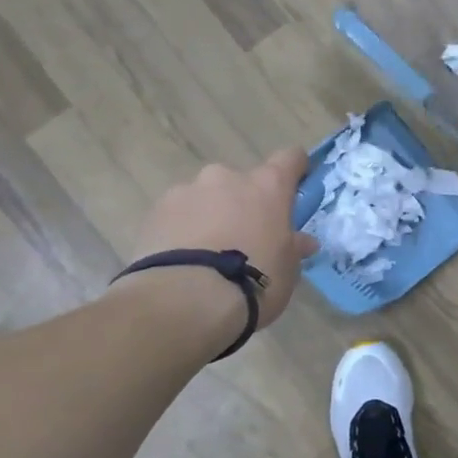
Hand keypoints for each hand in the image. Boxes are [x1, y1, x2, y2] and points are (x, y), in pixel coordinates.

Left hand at [121, 149, 319, 331]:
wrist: (186, 299)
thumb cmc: (254, 280)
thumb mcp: (288, 269)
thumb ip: (293, 247)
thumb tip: (303, 241)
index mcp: (267, 186)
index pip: (290, 158)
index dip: (295, 169)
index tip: (296, 186)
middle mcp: (227, 177)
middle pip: (242, 182)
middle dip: (244, 203)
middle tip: (244, 239)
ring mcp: (187, 190)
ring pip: (205, 197)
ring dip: (210, 215)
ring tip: (206, 255)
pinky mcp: (155, 211)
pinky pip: (176, 215)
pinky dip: (181, 229)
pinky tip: (181, 261)